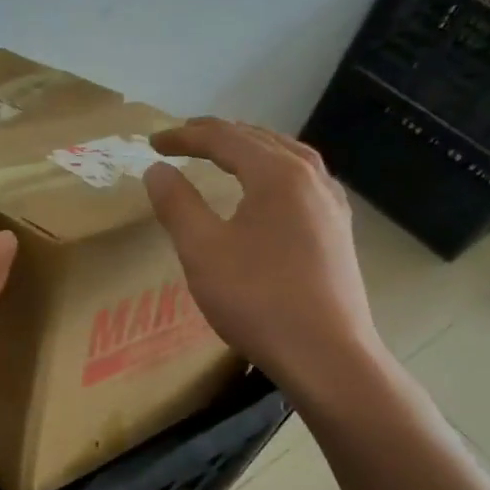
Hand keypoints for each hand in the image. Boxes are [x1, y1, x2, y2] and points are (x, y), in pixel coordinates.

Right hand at [144, 118, 386, 403]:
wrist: (326, 355)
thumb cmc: (258, 299)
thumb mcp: (202, 250)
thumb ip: (177, 203)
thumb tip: (157, 170)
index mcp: (277, 175)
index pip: (224, 139)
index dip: (184, 137)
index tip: (151, 143)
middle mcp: (311, 178)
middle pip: (259, 139)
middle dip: (217, 135)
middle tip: (181, 140)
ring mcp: (331, 204)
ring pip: (287, 156)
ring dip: (249, 147)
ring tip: (223, 151)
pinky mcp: (337, 230)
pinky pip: (303, 180)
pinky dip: (274, 169)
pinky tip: (268, 188)